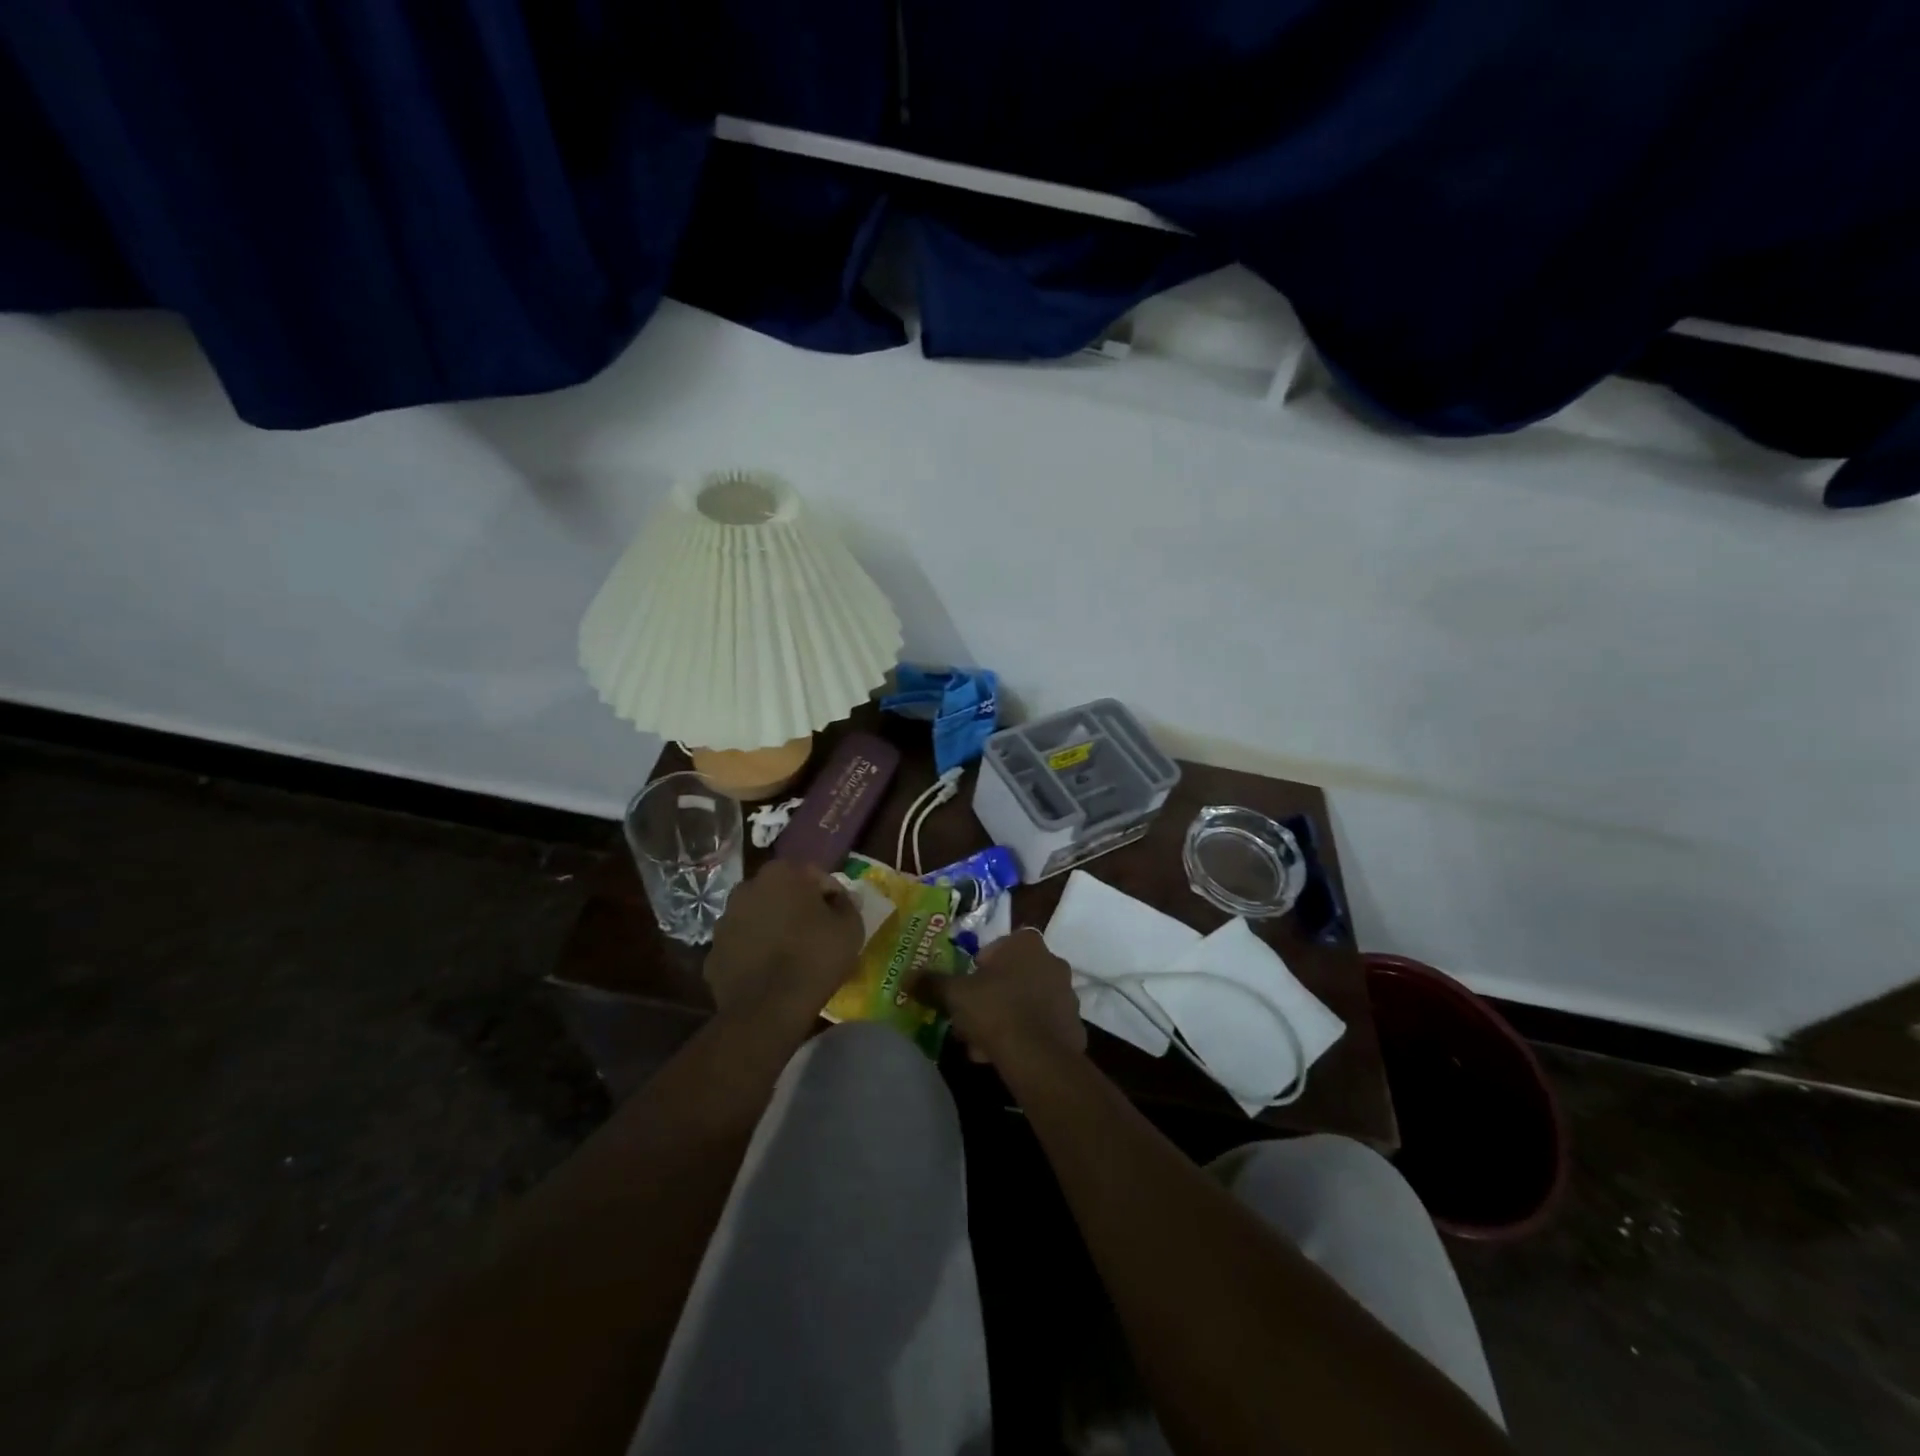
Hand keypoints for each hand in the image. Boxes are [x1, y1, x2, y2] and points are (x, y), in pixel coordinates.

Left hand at [706, 860, 863, 1031]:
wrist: (768, 1009)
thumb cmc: (815, 958)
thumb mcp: (850, 927)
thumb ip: (847, 905)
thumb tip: (840, 899)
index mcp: (781, 873)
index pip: (814, 876)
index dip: (830, 896)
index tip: (839, 918)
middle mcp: (747, 888)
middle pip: (781, 893)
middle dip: (796, 908)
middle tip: (816, 934)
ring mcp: (724, 921)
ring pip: (757, 918)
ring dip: (772, 929)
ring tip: (791, 956)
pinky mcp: (712, 953)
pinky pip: (741, 947)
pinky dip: (753, 954)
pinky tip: (769, 973)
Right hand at [913, 928, 1085, 1066]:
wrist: (1037, 1056)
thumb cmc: (995, 1010)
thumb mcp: (955, 994)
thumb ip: (932, 982)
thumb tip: (907, 977)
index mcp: (1026, 944)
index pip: (999, 946)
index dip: (980, 966)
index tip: (969, 986)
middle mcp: (1052, 961)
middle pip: (1013, 975)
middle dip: (993, 994)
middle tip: (972, 1017)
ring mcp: (1067, 994)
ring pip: (1027, 1001)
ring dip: (1008, 1016)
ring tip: (985, 1043)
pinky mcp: (1074, 1025)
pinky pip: (1043, 1025)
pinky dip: (1027, 1035)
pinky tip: (1007, 1055)